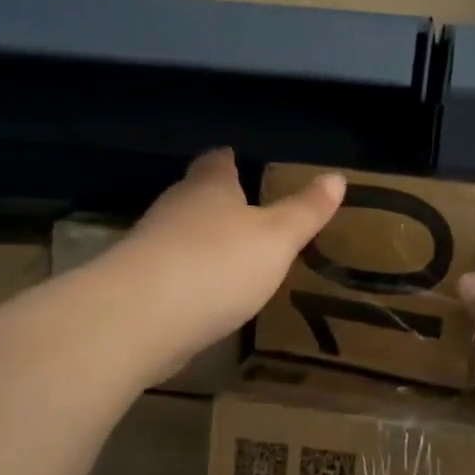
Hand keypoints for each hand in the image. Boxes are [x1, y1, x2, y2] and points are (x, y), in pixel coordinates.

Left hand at [115, 149, 344, 370]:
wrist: (140, 318)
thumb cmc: (218, 264)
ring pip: (179, 234)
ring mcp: (150, 247)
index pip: (216, 163)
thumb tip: (336, 177)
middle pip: (194, 195)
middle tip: (240, 207)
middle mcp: (174, 209)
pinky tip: (203, 293)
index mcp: (209, 188)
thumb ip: (305, 211)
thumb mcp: (277, 238)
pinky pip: (169, 271)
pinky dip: (187, 276)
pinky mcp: (138, 287)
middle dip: (215, 200)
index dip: (228, 160)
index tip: (234, 157)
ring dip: (200, 240)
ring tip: (227, 251)